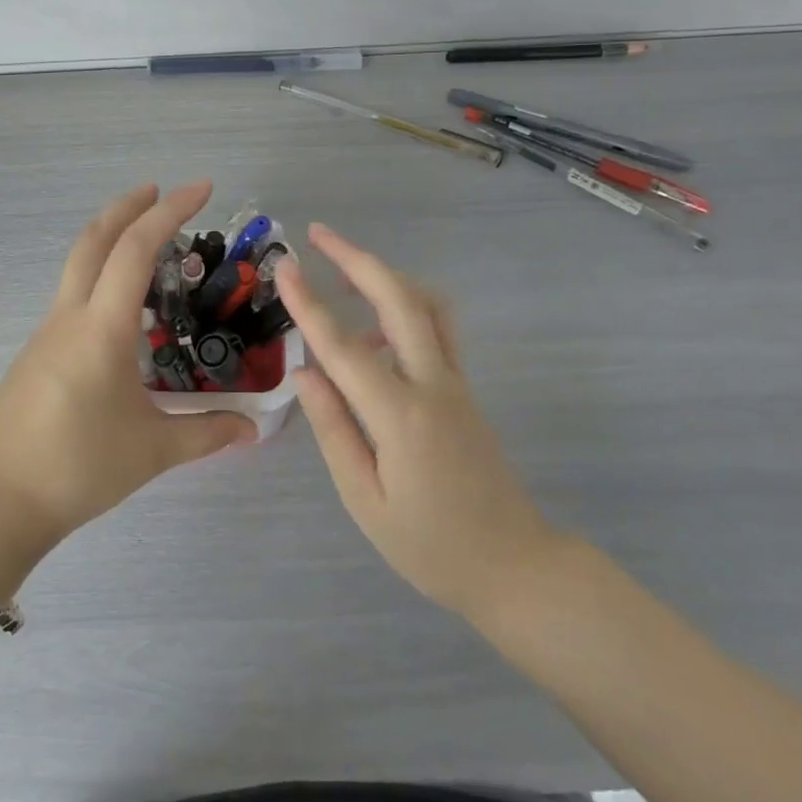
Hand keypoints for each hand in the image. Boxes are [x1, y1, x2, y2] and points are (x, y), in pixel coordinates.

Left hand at [0, 182, 255, 566]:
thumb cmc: (78, 467)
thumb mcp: (153, 450)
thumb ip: (207, 433)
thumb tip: (252, 430)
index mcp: (101, 327)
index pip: (135, 249)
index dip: (169, 211)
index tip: (201, 189)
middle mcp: (70, 315)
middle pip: (94, 239)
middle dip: (128, 205)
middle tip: (161, 190)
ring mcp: (46, 331)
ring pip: (78, 263)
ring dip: (111, 238)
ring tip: (148, 244)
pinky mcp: (36, 351)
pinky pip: (73, 294)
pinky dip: (100, 275)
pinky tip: (123, 309)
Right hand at [275, 223, 564, 615]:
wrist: (516, 567)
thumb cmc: (431, 546)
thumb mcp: (365, 500)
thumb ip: (333, 429)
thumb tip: (304, 373)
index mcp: (400, 416)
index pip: (343, 346)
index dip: (310, 304)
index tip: (285, 267)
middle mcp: (433, 384)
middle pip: (399, 299)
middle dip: (357, 258)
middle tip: (319, 234)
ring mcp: (456, 382)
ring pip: (426, 304)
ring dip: (385, 275)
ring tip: (343, 270)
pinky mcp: (465, 388)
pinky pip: (436, 328)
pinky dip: (403, 306)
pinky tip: (373, 330)